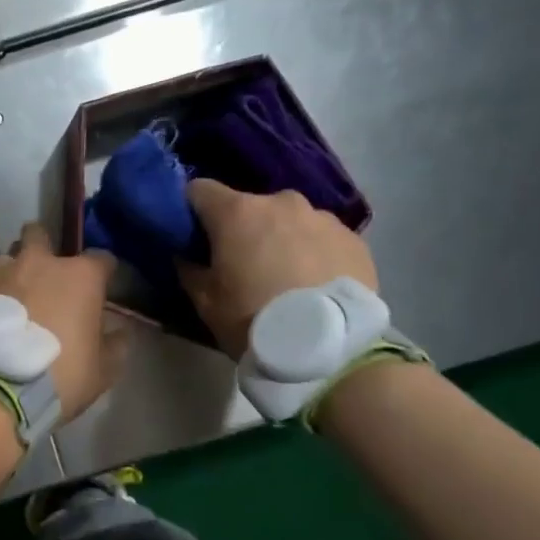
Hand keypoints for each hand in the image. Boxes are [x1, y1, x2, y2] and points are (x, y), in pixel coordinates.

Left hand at [0, 223, 125, 421]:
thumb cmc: (57, 378)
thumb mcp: (102, 371)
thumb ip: (116, 344)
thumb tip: (119, 329)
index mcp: (79, 277)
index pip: (101, 258)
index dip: (102, 273)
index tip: (99, 289)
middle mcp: (38, 262)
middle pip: (41, 235)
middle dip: (44, 248)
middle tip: (43, 279)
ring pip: (8, 259)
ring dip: (13, 274)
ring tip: (9, 303)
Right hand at [178, 178, 379, 357]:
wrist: (328, 349)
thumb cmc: (254, 320)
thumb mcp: (205, 302)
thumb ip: (189, 269)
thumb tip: (186, 254)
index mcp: (237, 212)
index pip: (200, 190)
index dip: (192, 210)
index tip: (193, 235)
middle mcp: (280, 202)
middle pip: (249, 206)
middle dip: (242, 228)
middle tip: (243, 264)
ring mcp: (322, 217)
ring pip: (289, 220)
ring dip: (281, 239)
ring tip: (286, 277)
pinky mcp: (353, 239)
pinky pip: (322, 238)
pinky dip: (313, 253)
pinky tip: (315, 284)